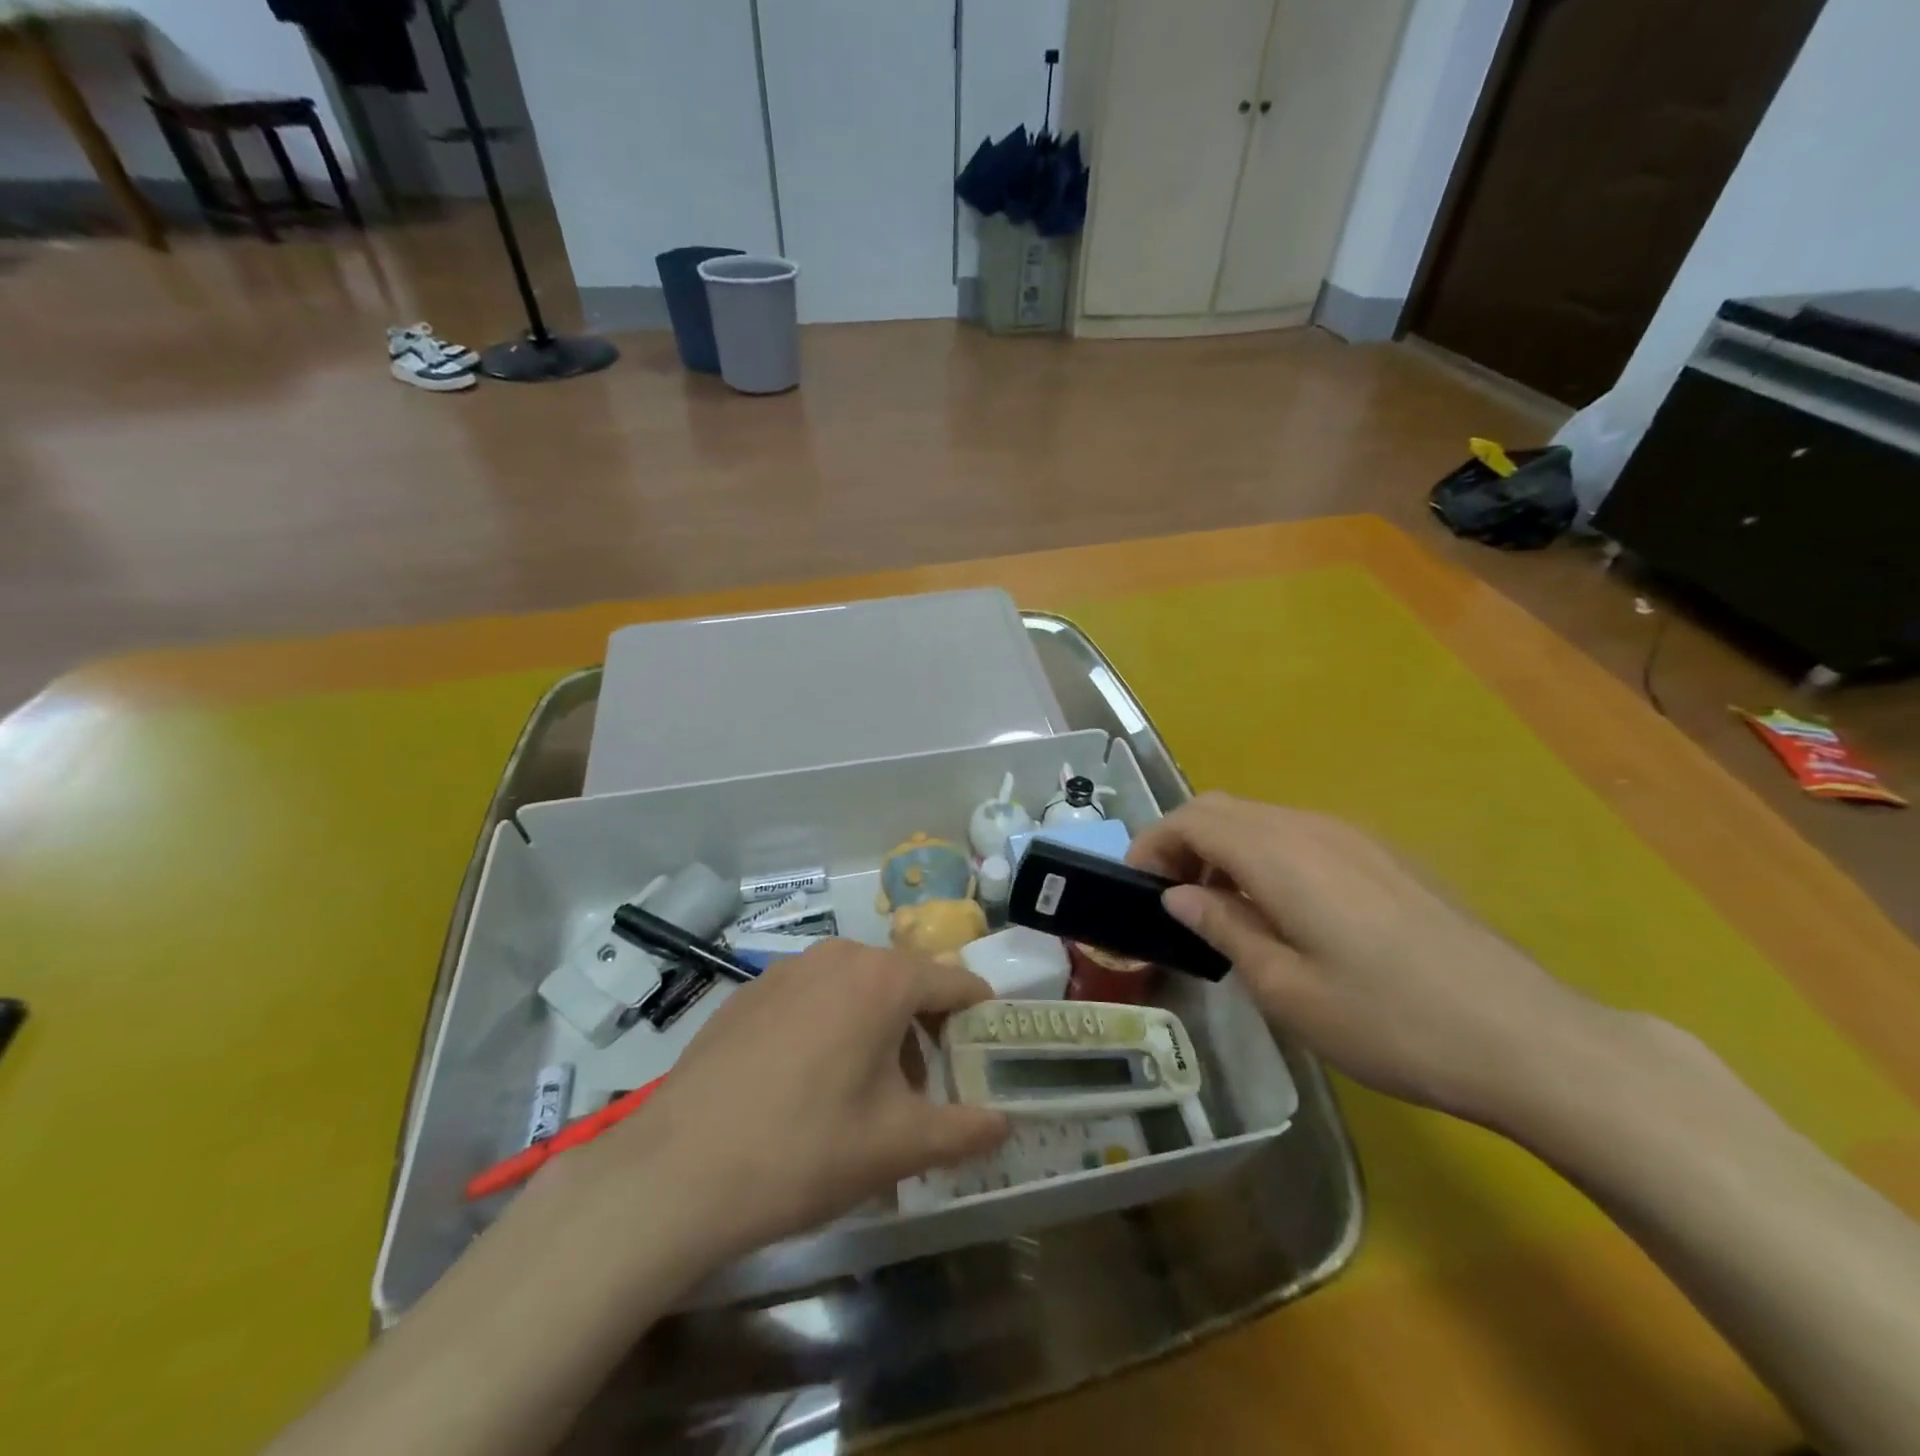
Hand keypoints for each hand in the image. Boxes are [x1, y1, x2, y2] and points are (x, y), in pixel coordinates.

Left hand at [579, 941, 1009, 1265]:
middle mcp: (838, 956)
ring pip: (856, 989)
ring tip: (866, 1095)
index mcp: (883, 978)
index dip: (979, 1019)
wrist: (676, 1172)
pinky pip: (811, 999)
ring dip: (876, 1030)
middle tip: (925, 1092)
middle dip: (925, 1032)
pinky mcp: (748, 993)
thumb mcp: (898, 1147)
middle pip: (905, 984)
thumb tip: (1005, 1122)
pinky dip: (829, 1028)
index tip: (988, 1057)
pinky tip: (806, 1086)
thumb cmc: (805, 1149)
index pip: (956, 983)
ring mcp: (787, 969)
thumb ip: (965, 1130)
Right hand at [1129, 793, 1607, 1124]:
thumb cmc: (1389, 1021)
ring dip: (1225, 849)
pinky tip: (1282, 911)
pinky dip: (1265, 856)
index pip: (1193, 818)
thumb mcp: (1286, 989)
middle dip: (1183, 842)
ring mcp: (1356, 838)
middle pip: (1225, 809)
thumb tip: (1177, 896)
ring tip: (1219, 909)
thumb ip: (1224, 928)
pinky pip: (1302, 836)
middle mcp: (1313, 828)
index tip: (1134, 885)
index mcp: (1280, 854)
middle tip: (1170, 899)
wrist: (1526, 1037)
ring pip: (1263, 819)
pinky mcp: (1386, 857)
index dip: (1153, 843)